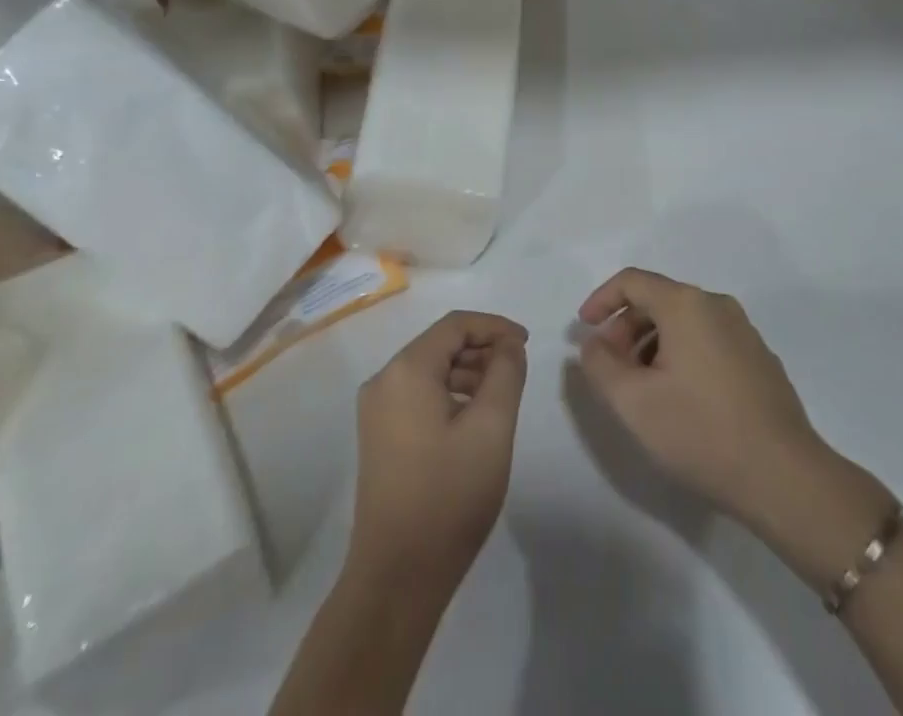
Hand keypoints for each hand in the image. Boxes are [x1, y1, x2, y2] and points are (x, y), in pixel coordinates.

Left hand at [349, 311, 528, 590]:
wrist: (397, 577)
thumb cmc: (449, 496)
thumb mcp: (491, 428)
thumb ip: (505, 373)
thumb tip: (508, 345)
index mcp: (406, 370)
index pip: (455, 325)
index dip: (494, 326)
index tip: (526, 343)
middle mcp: (384, 380)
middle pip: (440, 345)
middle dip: (481, 349)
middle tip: (517, 370)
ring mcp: (376, 410)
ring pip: (429, 370)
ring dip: (467, 372)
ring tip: (501, 396)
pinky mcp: (378, 436)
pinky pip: (418, 395)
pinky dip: (449, 394)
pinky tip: (473, 420)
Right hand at [576, 269, 878, 534]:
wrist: (786, 479)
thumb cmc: (701, 432)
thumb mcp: (633, 402)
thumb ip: (600, 364)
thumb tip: (595, 342)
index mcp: (686, 304)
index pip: (632, 281)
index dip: (601, 300)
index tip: (583, 330)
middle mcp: (717, 305)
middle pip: (658, 300)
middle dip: (626, 328)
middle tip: (610, 368)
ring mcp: (744, 332)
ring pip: (684, 323)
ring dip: (652, 345)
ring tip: (642, 389)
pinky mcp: (760, 360)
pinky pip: (708, 341)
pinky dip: (682, 356)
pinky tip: (680, 399)